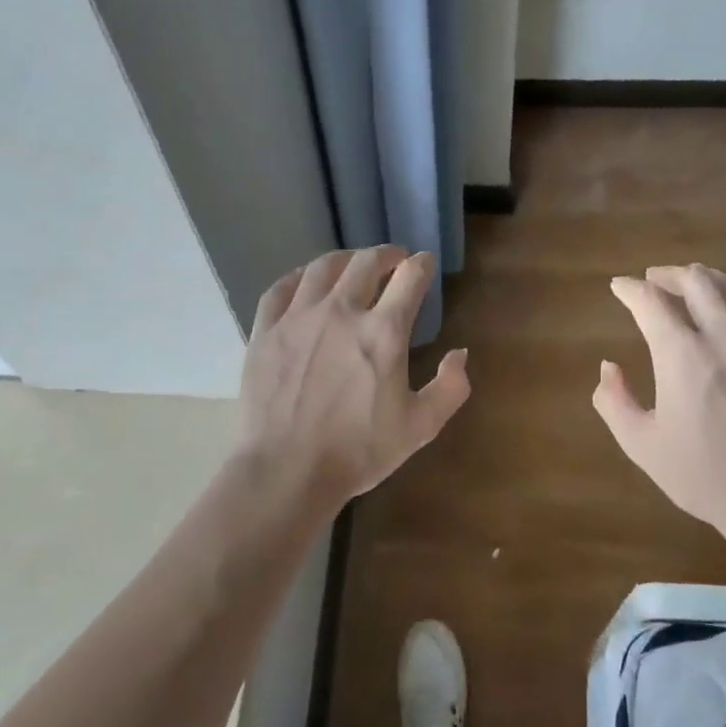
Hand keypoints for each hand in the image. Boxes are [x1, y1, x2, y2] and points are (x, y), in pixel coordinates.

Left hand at [238, 247, 470, 513]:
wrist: (286, 471)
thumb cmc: (357, 452)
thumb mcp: (420, 427)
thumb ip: (450, 388)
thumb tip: (460, 353)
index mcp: (384, 332)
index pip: (410, 278)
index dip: (422, 265)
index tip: (424, 263)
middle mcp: (341, 311)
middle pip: (366, 262)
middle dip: (386, 255)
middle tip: (393, 260)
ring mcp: (298, 318)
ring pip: (323, 268)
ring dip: (345, 260)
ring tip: (352, 265)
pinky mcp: (265, 331)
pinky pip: (281, 288)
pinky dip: (299, 277)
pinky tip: (305, 282)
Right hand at [593, 263, 725, 545]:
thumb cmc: (706, 475)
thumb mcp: (643, 445)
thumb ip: (614, 401)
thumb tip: (609, 367)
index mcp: (683, 354)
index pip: (650, 301)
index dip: (629, 289)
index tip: (619, 287)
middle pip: (697, 280)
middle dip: (669, 274)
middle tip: (654, 280)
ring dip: (706, 280)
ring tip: (693, 286)